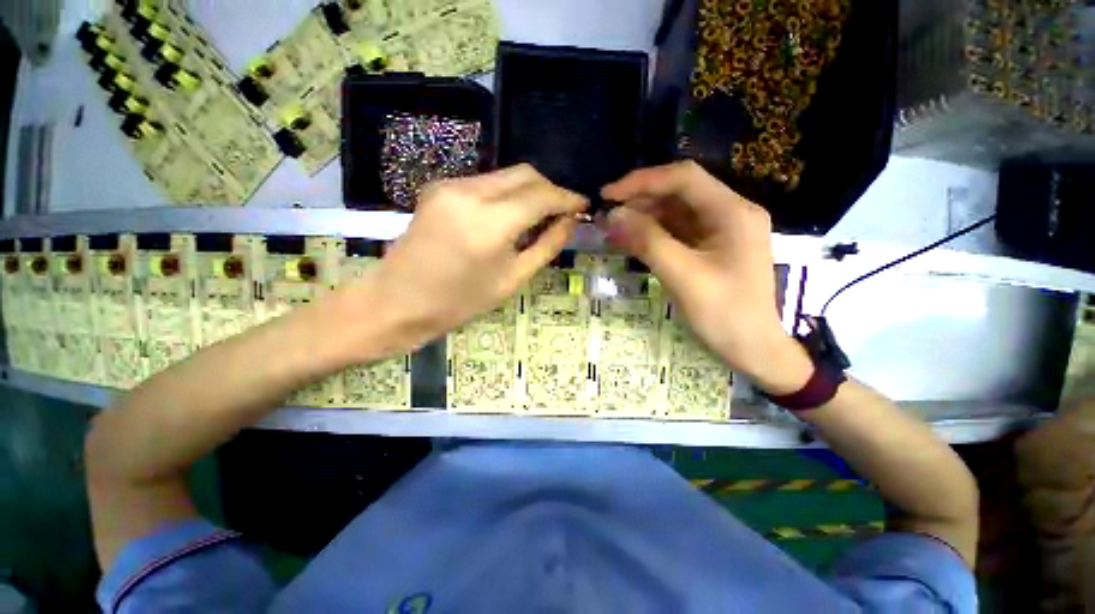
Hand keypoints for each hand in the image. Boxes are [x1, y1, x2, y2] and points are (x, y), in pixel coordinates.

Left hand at [363, 165, 587, 352]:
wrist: (398, 302)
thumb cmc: (460, 302)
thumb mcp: (513, 279)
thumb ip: (546, 246)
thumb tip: (571, 221)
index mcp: (491, 222)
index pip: (541, 195)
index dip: (567, 198)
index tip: (584, 205)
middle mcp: (470, 192)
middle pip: (525, 174)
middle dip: (550, 190)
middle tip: (563, 213)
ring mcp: (450, 185)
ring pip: (505, 176)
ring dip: (529, 191)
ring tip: (539, 217)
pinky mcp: (439, 187)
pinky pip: (485, 183)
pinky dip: (506, 194)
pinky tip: (510, 216)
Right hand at [602, 161, 811, 393]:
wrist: (754, 350)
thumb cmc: (724, 315)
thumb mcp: (683, 277)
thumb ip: (648, 242)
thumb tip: (613, 215)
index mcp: (732, 212)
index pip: (684, 178)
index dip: (642, 181)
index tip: (608, 195)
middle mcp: (729, 213)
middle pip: (679, 193)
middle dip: (640, 201)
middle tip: (606, 217)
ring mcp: (721, 231)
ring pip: (675, 212)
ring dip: (643, 218)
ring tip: (612, 230)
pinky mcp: (711, 247)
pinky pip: (677, 232)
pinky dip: (652, 234)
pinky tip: (631, 241)